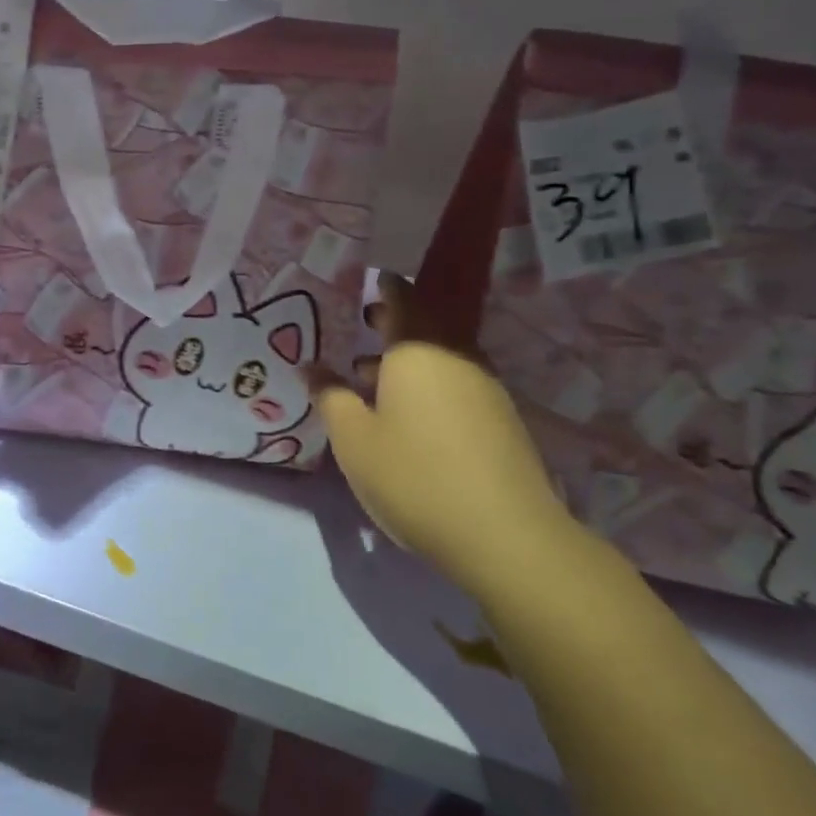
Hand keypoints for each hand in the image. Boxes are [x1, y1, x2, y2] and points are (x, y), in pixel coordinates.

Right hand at [313, 274, 578, 589]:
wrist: (505, 536)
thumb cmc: (413, 475)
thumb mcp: (353, 438)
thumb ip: (329, 396)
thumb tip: (310, 367)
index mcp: (417, 351)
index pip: (404, 300)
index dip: (387, 287)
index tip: (371, 280)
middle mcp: (456, 358)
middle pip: (427, 326)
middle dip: (395, 322)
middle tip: (365, 323)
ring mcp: (484, 389)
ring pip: (441, 358)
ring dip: (408, 359)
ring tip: (371, 377)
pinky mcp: (500, 421)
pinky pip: (456, 384)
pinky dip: (428, 384)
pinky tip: (407, 415)